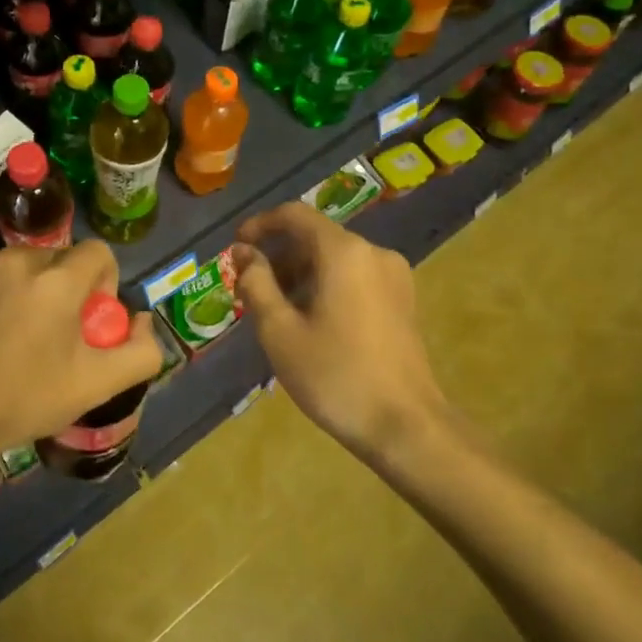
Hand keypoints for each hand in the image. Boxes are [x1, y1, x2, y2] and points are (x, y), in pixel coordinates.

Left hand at [0, 241, 163, 463]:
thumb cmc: (23, 400)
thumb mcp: (96, 385)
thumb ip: (141, 351)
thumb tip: (142, 320)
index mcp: (57, 280)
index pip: (98, 253)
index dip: (103, 283)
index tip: (89, 319)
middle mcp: (16, 259)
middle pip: (57, 260)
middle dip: (63, 288)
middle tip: (52, 333)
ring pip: (17, 266)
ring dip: (24, 288)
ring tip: (11, 334)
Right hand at [233, 203, 453, 464]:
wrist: (406, 426)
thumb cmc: (334, 375)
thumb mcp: (280, 331)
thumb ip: (256, 282)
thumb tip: (243, 252)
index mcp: (343, 252)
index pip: (294, 215)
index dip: (260, 225)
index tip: (236, 248)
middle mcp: (373, 252)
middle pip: (315, 237)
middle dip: (278, 257)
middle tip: (249, 290)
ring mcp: (393, 276)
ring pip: (334, 259)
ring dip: (300, 274)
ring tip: (276, 312)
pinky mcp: (402, 300)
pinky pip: (354, 277)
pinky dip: (325, 286)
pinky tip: (309, 322)